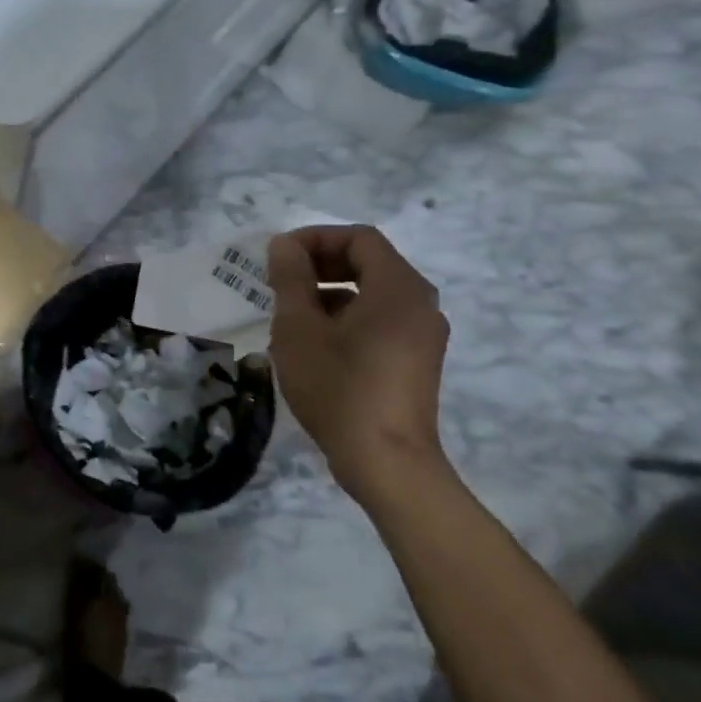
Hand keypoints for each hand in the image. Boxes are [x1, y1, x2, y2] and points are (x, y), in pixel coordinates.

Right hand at [266, 225, 450, 507]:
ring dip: (330, 290)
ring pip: (373, 292)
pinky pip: (380, 319)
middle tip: (279, 281)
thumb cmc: (339, 387)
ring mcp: (422, 335)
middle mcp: (420, 304)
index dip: (315, 238)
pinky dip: (347, 316)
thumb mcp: (299, 328)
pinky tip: (314, 342)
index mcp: (398, 288)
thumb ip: (291, 278)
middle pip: (369, 262)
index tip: (278, 257)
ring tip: (290, 313)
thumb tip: (284, 245)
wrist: (386, 463)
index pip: (359, 238)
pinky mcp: (416, 360)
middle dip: (320, 263)